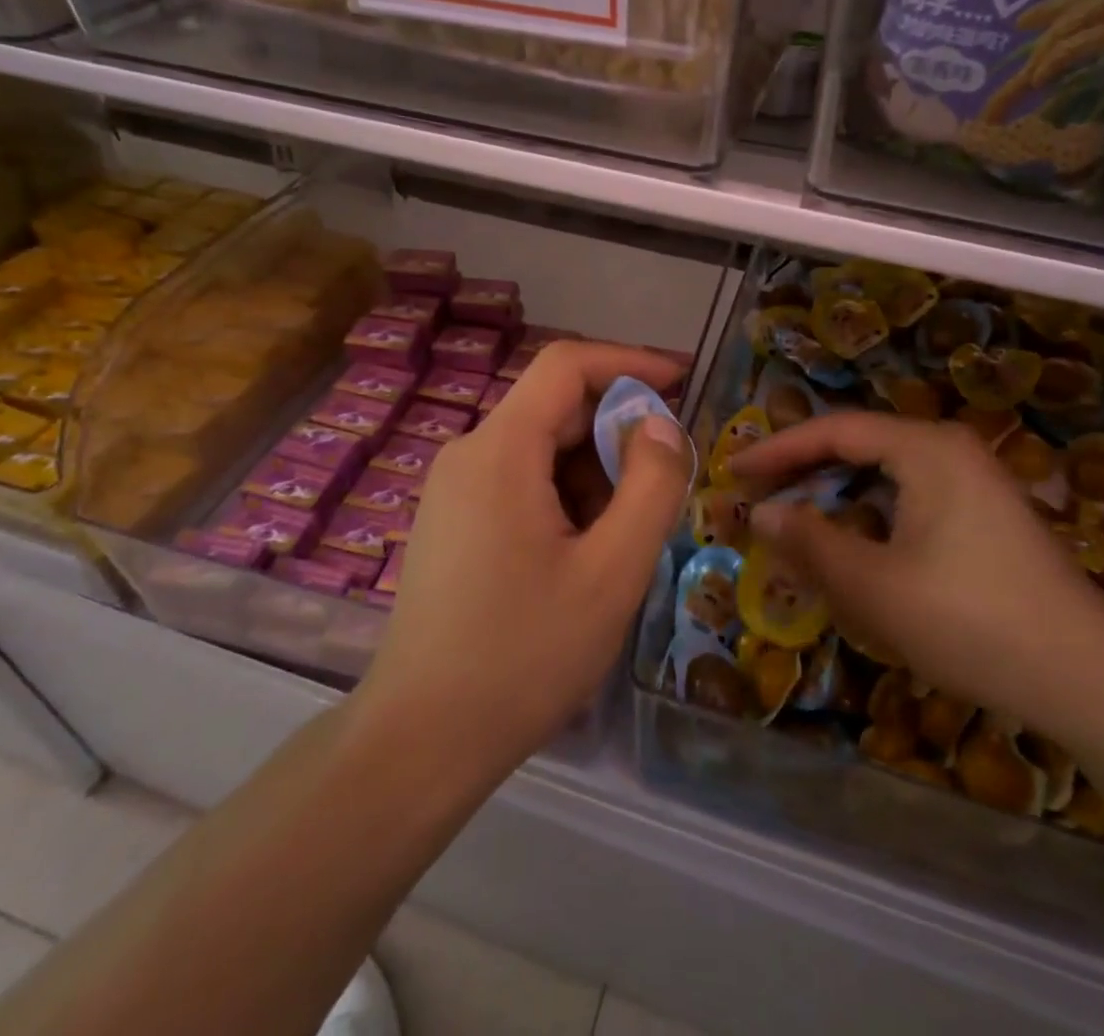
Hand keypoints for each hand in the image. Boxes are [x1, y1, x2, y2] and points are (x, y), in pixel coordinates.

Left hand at [367, 342, 693, 778]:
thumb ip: (650, 486)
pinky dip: (565, 496)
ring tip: (627, 534)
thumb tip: (660, 424)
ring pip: (541, 449)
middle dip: (618, 432)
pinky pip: (521, 481)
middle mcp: (469, 453)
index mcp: (500, 449)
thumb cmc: (522, 655)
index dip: (630, 362)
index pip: (566, 364)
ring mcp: (454, 488)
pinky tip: (585, 553)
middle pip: (556, 408)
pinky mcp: (453, 521)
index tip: (683, 383)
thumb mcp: (611, 572)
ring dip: (595, 472)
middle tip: (667, 482)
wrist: (420, 741)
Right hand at [734, 412, 1103, 736]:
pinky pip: (911, 499)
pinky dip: (871, 516)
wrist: (1092, 680)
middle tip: (755, 496)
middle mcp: (950, 450)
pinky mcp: (986, 517)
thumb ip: (809, 542)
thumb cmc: (971, 621)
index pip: (834, 430)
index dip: (777, 448)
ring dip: (836, 496)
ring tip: (794, 522)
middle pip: (860, 446)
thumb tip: (759, 512)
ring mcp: (975, 483)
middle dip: (804, 470)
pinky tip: (854, 549)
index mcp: (926, 448)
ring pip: (885, 476)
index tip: (732, 470)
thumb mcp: (874, 585)